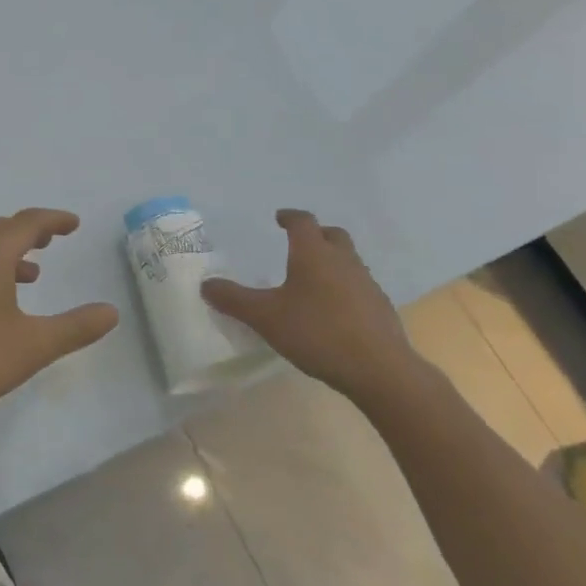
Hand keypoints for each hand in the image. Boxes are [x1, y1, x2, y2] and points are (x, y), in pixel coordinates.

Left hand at [0, 209, 119, 437]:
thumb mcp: (32, 346)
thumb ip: (74, 327)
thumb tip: (111, 312)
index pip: (26, 223)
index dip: (53, 220)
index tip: (74, 224)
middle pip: (0, 230)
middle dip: (29, 231)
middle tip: (53, 239)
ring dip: (9, 253)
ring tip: (34, 272)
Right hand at [202, 210, 420, 404]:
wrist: (379, 369)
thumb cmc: (317, 332)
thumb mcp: (265, 317)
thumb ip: (234, 300)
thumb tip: (206, 284)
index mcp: (314, 254)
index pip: (303, 222)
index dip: (289, 217)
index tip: (279, 218)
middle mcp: (343, 261)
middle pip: (332, 235)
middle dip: (315, 234)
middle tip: (298, 243)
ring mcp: (366, 284)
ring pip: (348, 260)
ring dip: (331, 261)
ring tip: (312, 280)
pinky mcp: (380, 308)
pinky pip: (358, 286)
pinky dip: (344, 287)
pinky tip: (332, 310)